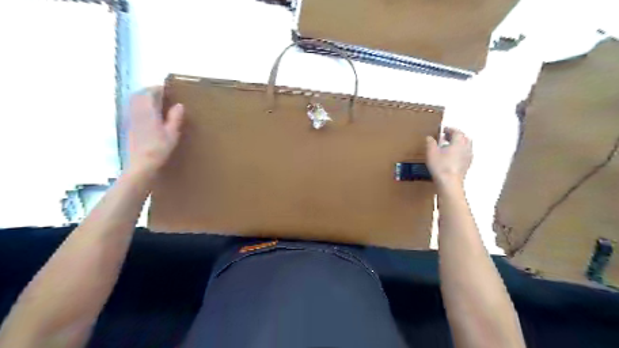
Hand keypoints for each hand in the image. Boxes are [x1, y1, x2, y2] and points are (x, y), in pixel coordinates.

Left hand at [127, 87, 181, 176]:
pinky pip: (133, 109)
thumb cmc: (159, 149)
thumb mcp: (172, 133)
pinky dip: (141, 107)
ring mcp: (131, 119)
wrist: (141, 164)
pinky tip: (149, 114)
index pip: (150, 93)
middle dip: (150, 91)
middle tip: (162, 94)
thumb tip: (179, 105)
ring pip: (135, 101)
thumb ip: (175, 118)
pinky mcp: (129, 126)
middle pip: (140, 95)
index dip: (159, 88)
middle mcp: (136, 112)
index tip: (168, 88)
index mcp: (148, 111)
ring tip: (157, 102)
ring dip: (144, 98)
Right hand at [427, 126, 474, 186]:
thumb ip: (430, 143)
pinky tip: (451, 157)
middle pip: (464, 138)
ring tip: (447, 147)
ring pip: (465, 146)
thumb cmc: (440, 166)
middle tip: (445, 137)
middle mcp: (466, 148)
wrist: (449, 183)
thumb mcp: (431, 152)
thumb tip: (429, 137)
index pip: (457, 132)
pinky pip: (464, 155)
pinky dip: (459, 152)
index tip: (443, 130)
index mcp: (458, 142)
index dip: (450, 129)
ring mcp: (468, 157)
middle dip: (455, 136)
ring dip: (457, 144)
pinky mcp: (467, 165)